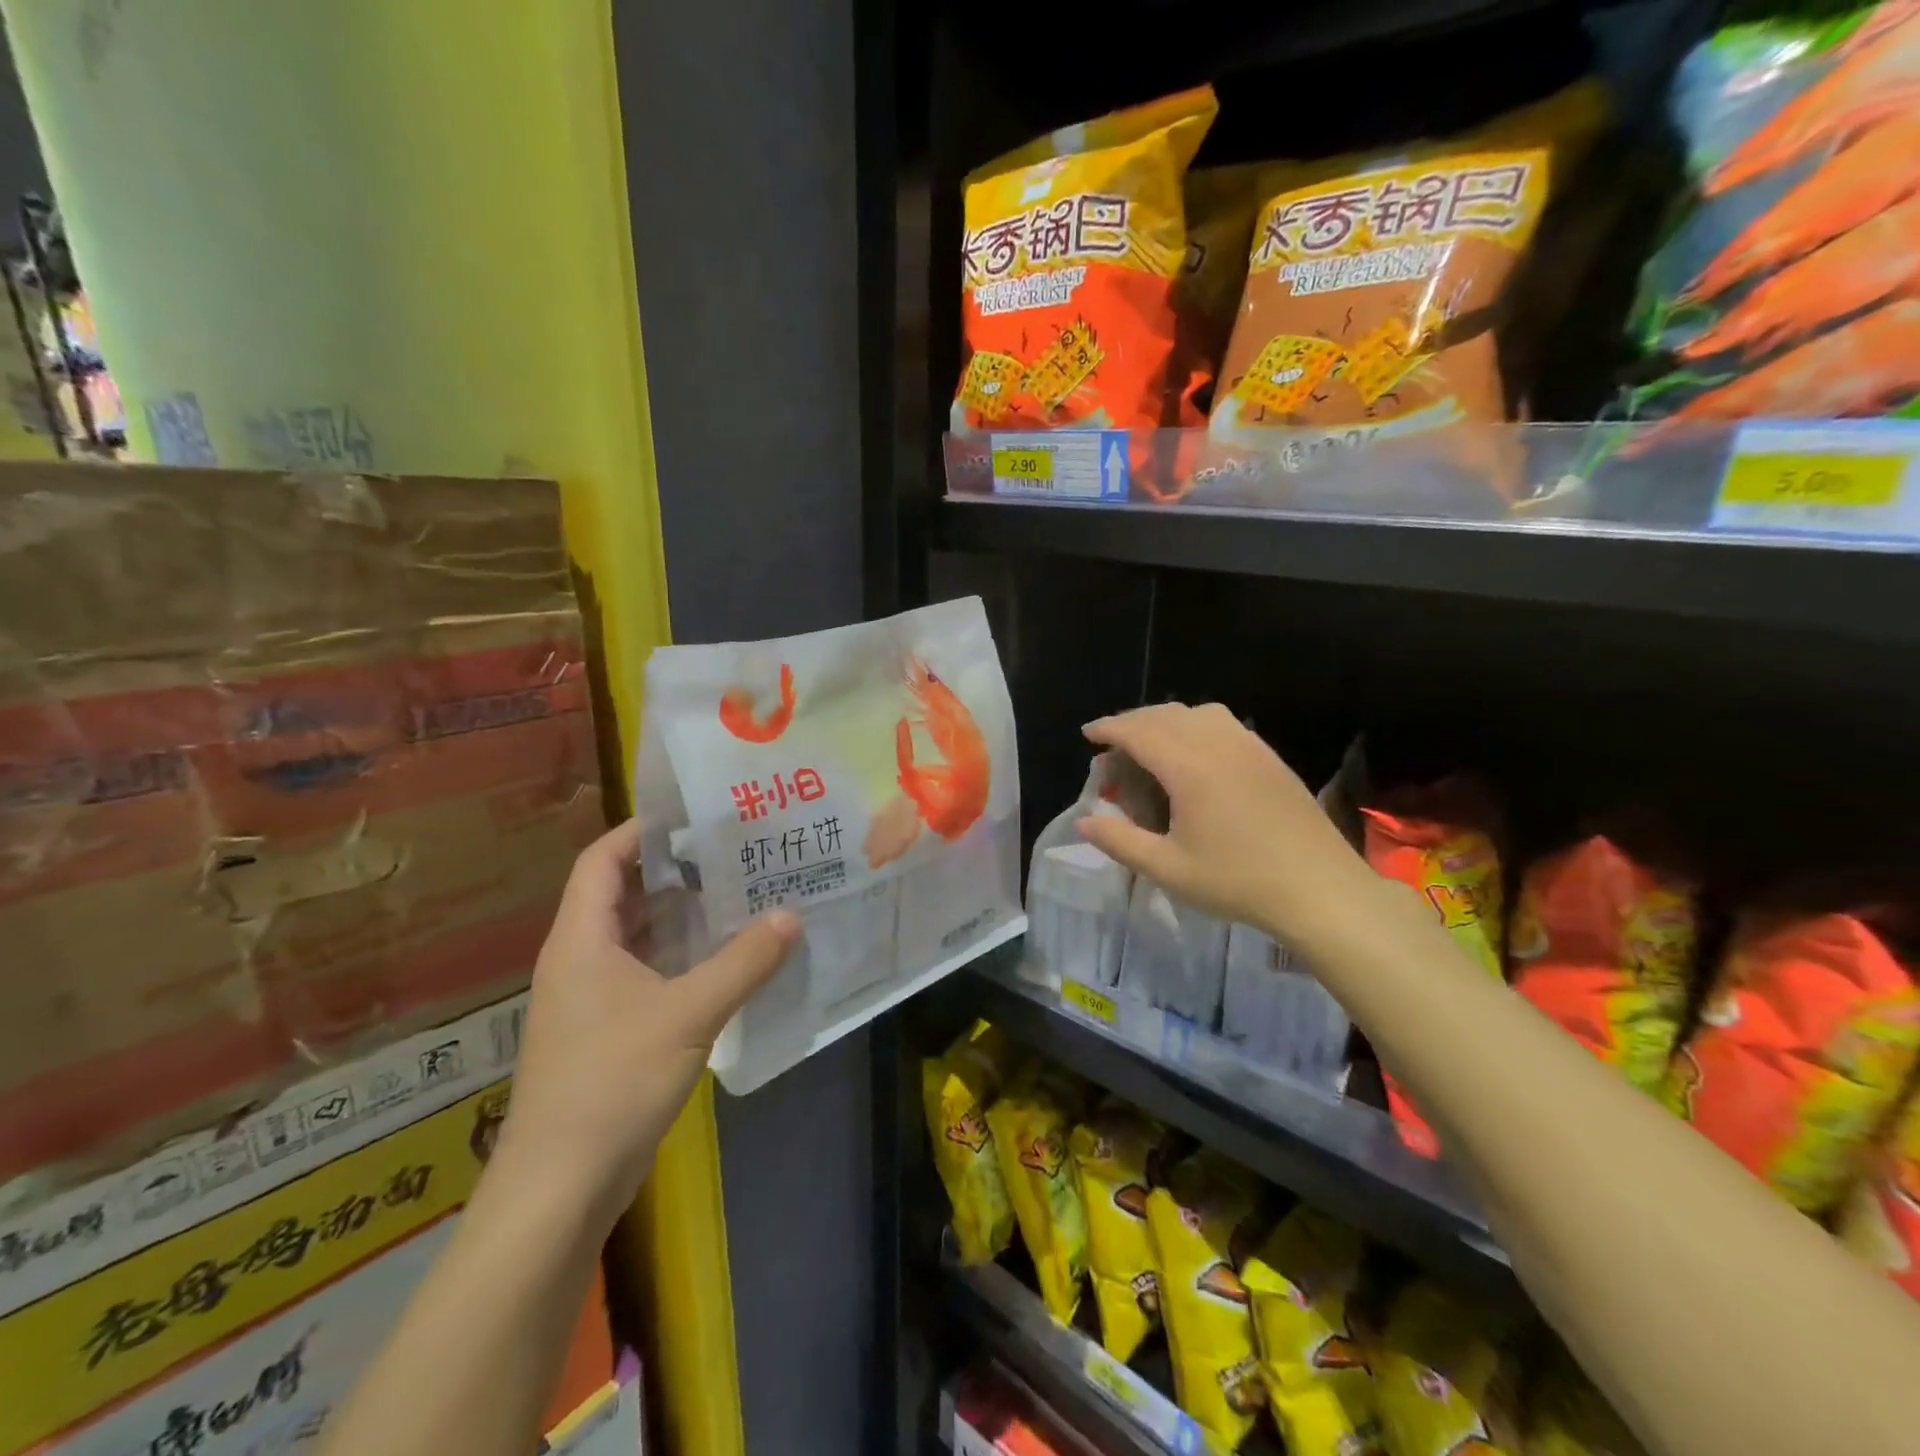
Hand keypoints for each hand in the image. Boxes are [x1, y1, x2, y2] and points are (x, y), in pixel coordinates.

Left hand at [493, 818, 800, 1224]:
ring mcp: (592, 998)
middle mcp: (581, 959)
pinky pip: (648, 973)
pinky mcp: (609, 1031)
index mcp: (582, 940)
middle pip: (624, 894)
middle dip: (675, 870)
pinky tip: (727, 959)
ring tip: (740, 893)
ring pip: (639, 937)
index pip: (603, 860)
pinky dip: (683, 957)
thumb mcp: (688, 1013)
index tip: (695, 815)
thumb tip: (792, 916)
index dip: (642, 831)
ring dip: (683, 915)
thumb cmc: (613, 1083)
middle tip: (734, 851)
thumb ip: (743, 962)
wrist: (560, 1187)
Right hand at [1077, 703, 1373, 941]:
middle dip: (1132, 722)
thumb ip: (1120, 841)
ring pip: (1198, 712)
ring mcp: (1250, 747)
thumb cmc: (1238, 881)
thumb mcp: (1168, 869)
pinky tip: (1195, 754)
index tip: (1087, 735)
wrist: (1321, 890)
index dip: (1109, 728)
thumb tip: (1084, 820)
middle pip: (1166, 715)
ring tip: (1151, 744)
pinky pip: (1224, 723)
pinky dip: (1196, 725)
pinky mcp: (1270, 758)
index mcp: (1190, 767)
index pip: (1139, 731)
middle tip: (1112, 745)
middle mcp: (1219, 744)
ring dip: (1166, 720)